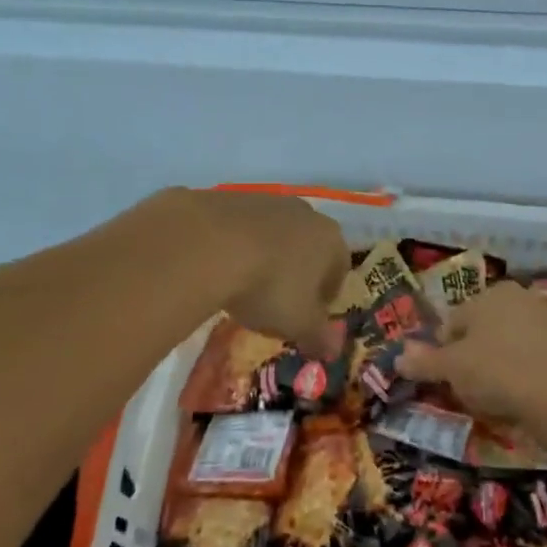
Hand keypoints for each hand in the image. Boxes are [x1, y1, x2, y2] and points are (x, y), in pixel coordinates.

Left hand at [171, 189, 350, 358]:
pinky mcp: (228, 196)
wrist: (206, 245)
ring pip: (273, 233)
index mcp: (330, 239)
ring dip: (265, 256)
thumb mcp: (298, 324)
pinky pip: (239, 227)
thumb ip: (319, 337)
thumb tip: (333, 349)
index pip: (340, 269)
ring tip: (242, 286)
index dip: (326, 297)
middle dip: (297, 272)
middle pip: (308, 246)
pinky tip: (216, 266)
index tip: (308, 318)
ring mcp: (265, 200)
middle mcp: (304, 212)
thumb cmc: (268, 287)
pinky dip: (234, 245)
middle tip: (276, 303)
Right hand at [395, 280, 546, 428]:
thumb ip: (424, 361)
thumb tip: (398, 359)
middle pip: (482, 329)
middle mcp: (518, 297)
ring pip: (506, 342)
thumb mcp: (451, 368)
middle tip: (466, 385)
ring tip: (491, 393)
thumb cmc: (494, 371)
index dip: (444, 351)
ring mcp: (545, 319)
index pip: (454, 322)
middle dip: (472, 353)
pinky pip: (529, 357)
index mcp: (490, 293)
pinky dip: (520, 370)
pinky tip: (516, 393)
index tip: (445, 376)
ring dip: (496, 361)